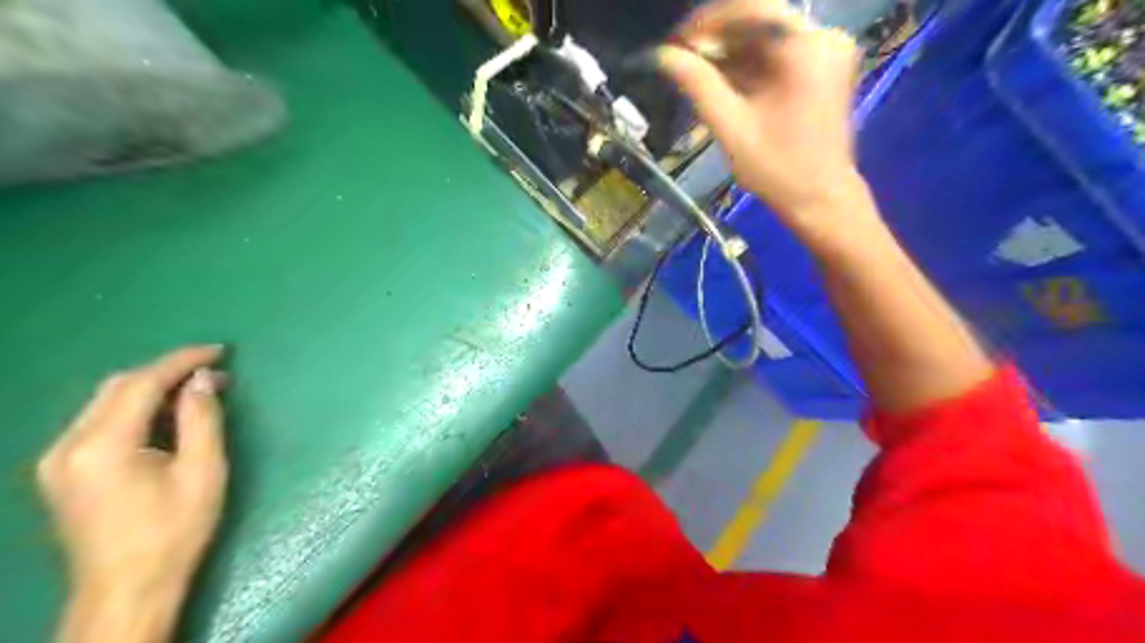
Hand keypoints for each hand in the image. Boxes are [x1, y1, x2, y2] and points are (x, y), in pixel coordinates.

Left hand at [37, 345, 229, 641]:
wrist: (127, 588)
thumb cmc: (174, 529)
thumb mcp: (202, 470)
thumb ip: (201, 418)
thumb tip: (204, 378)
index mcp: (102, 446)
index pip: (141, 383)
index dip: (182, 360)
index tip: (220, 350)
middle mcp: (67, 446)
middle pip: (117, 387)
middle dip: (167, 371)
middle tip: (215, 371)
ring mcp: (57, 460)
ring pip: (105, 402)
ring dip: (152, 388)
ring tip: (198, 390)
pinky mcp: (62, 472)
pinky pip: (99, 422)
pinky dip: (135, 408)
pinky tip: (166, 416)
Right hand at [662, 0, 868, 242]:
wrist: (820, 199)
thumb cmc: (777, 169)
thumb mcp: (731, 127)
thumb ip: (697, 85)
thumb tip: (662, 55)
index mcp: (807, 49)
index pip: (751, 10)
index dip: (707, 21)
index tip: (676, 42)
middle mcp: (823, 38)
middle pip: (760, 20)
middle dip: (717, 38)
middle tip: (682, 58)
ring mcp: (826, 51)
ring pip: (767, 35)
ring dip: (730, 51)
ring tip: (696, 72)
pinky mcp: (822, 67)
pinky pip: (778, 52)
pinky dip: (748, 63)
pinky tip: (722, 80)